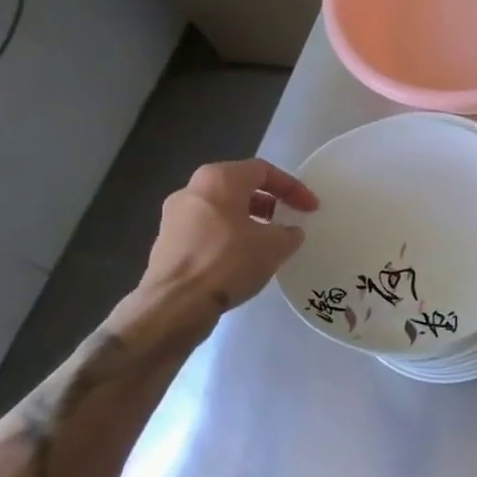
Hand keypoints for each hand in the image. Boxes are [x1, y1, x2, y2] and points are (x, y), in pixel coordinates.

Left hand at [140, 159, 316, 313]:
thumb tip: (289, 232)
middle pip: (239, 186)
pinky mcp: (166, 242)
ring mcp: (173, 216)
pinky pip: (205, 229)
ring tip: (266, 241)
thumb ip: (289, 233)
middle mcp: (192, 190)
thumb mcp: (275, 246)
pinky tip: (240, 258)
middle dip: (268, 201)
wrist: (174, 305)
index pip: (264, 171)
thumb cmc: (228, 262)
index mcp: (219, 179)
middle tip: (286, 218)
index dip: (293, 188)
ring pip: (221, 208)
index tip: (310, 208)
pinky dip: (227, 236)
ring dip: (247, 219)